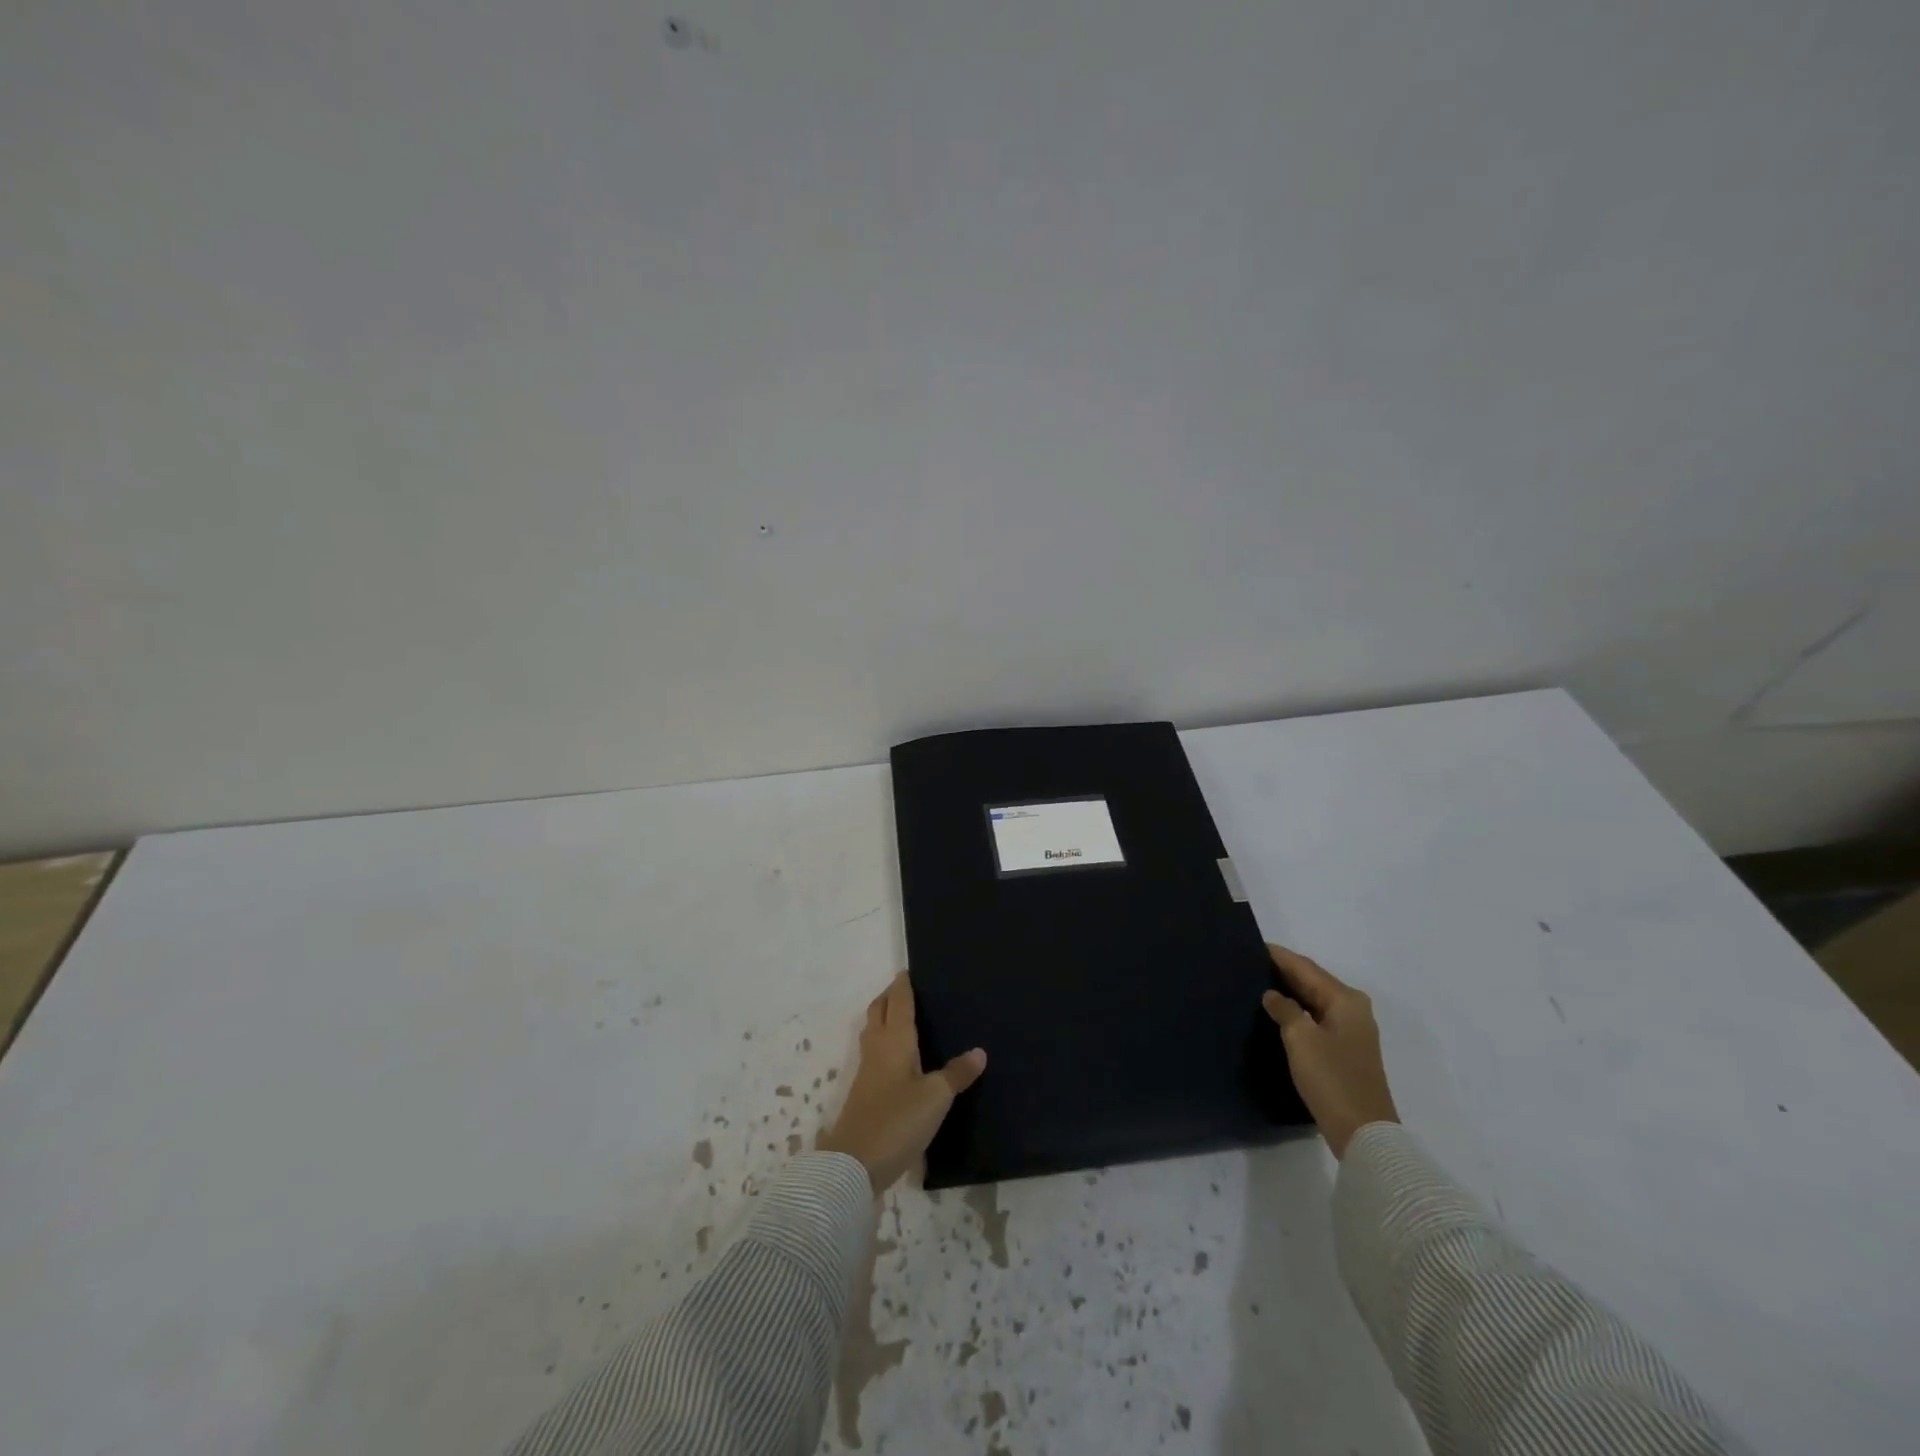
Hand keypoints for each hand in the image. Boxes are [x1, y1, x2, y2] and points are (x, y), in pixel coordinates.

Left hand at [818, 973, 986, 1193]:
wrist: (854, 1163)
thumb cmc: (898, 1120)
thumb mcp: (936, 1097)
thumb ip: (957, 1074)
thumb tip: (979, 1051)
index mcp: (895, 1039)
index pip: (899, 1002)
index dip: (903, 985)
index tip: (908, 970)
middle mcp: (877, 1047)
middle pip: (879, 1011)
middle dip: (890, 996)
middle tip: (906, 989)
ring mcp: (867, 1070)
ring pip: (873, 1031)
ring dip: (884, 1018)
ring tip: (902, 1017)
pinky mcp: (863, 1091)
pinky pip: (874, 1052)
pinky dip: (884, 1042)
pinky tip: (898, 1057)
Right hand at [1261, 944, 1398, 1158]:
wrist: (1363, 1132)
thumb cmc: (1331, 1078)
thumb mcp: (1301, 1038)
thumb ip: (1284, 1009)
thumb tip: (1272, 995)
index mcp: (1345, 1000)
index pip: (1305, 967)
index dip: (1279, 956)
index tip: (1251, 945)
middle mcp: (1353, 1009)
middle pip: (1312, 981)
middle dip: (1283, 971)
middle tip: (1248, 963)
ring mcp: (1352, 1030)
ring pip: (1314, 1000)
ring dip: (1290, 991)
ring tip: (1257, 983)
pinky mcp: (1346, 1049)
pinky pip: (1317, 1017)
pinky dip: (1298, 1010)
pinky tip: (1277, 1012)